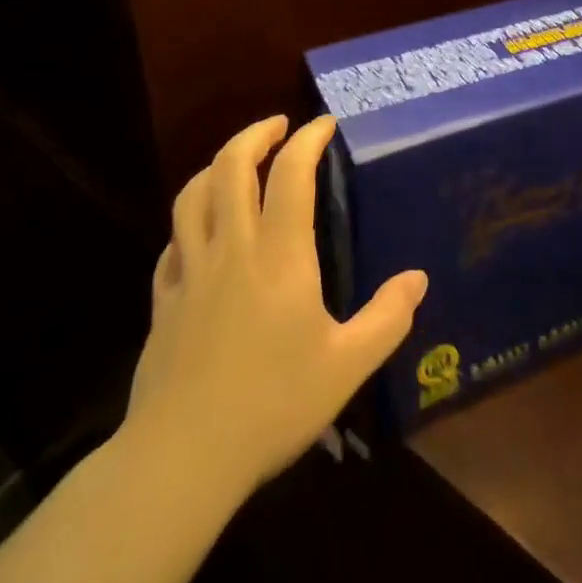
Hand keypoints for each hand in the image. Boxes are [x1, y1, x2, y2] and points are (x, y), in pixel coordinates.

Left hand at [124, 115, 427, 493]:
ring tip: (236, 162)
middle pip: (231, 167)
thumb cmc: (272, 404)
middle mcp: (232, 248)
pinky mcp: (163, 301)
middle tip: (278, 126)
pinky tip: (198, 232)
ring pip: (192, 196)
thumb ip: (387, 318)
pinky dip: (187, 222)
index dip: (308, 138)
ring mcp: (190, 272)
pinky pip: (171, 243)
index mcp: (279, 254)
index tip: (325, 124)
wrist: (182, 459)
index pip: (291, 172)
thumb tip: (418, 278)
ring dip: (215, 166)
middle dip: (255, 134)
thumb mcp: (347, 365)